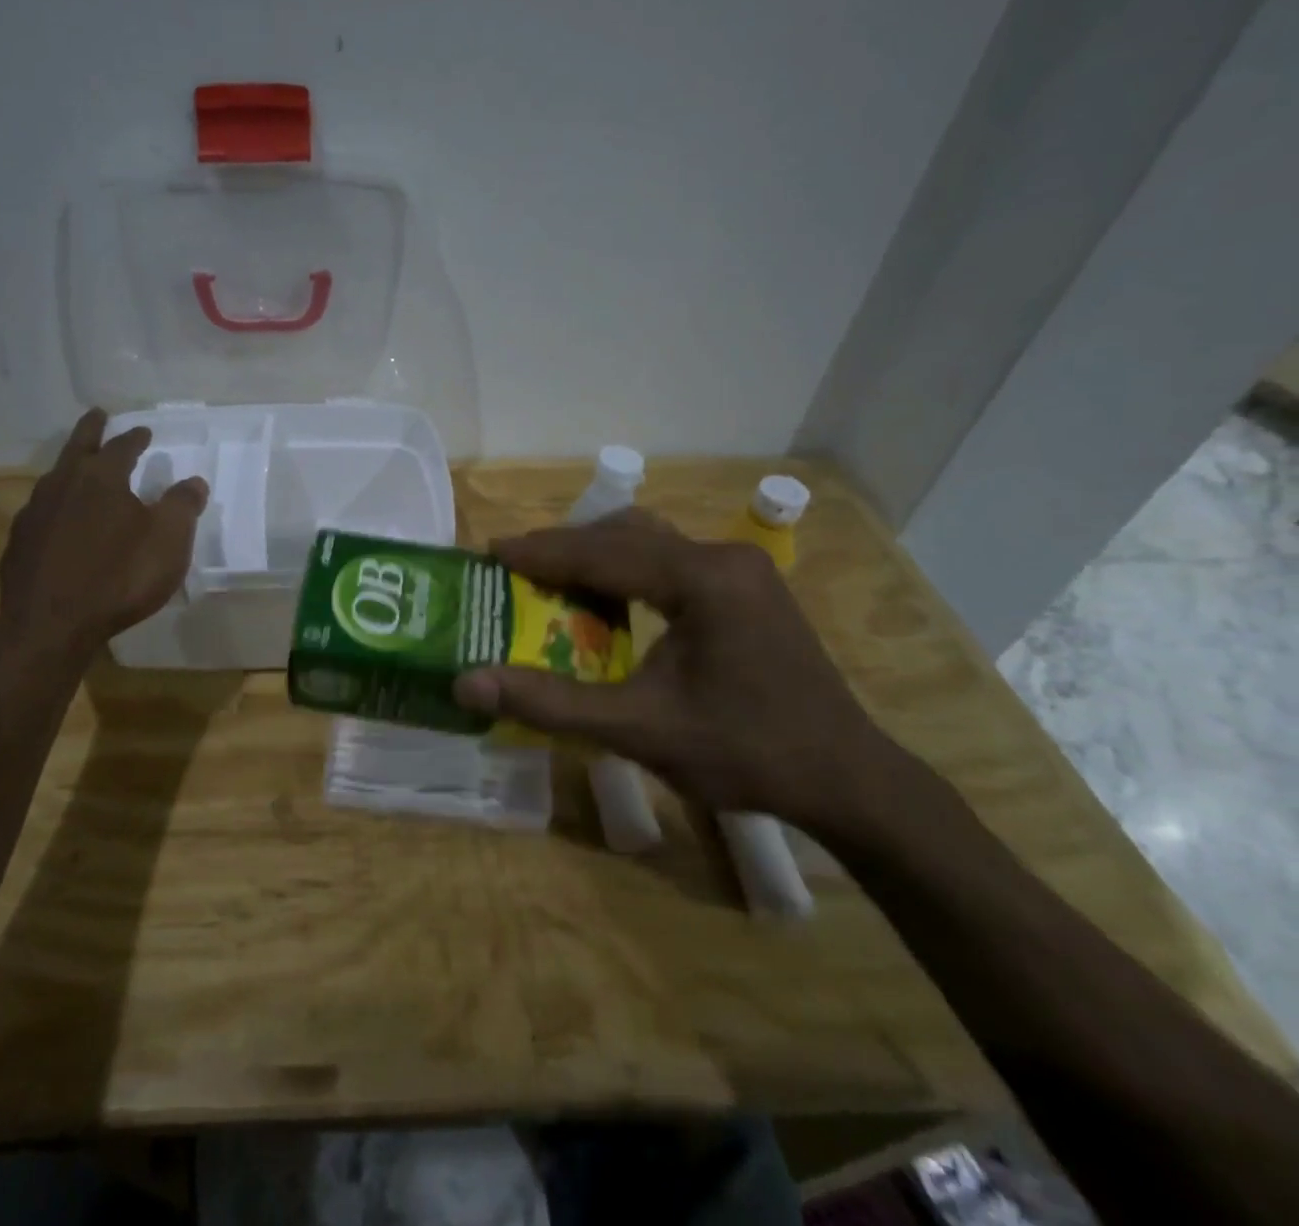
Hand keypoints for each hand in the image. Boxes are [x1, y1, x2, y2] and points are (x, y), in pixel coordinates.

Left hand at [0, 409, 208, 654]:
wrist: (51, 625)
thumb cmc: (119, 576)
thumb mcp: (168, 541)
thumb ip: (183, 506)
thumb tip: (194, 481)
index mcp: (101, 477)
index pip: (121, 446)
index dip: (135, 438)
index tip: (144, 432)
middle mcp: (62, 485)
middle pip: (77, 446)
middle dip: (91, 429)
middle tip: (98, 415)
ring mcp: (34, 513)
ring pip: (54, 478)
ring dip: (70, 468)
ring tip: (79, 469)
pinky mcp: (19, 543)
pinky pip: (41, 513)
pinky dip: (56, 507)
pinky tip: (60, 522)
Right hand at [452, 509, 921, 840]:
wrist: (848, 780)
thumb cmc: (744, 753)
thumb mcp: (638, 729)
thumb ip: (549, 702)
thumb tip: (467, 684)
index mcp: (702, 579)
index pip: (603, 552)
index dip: (540, 551)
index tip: (489, 551)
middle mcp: (724, 558)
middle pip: (625, 535)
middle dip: (565, 548)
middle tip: (515, 569)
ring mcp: (742, 570)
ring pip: (649, 543)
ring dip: (597, 556)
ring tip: (552, 580)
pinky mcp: (748, 588)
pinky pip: (672, 562)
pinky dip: (628, 572)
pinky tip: (609, 601)